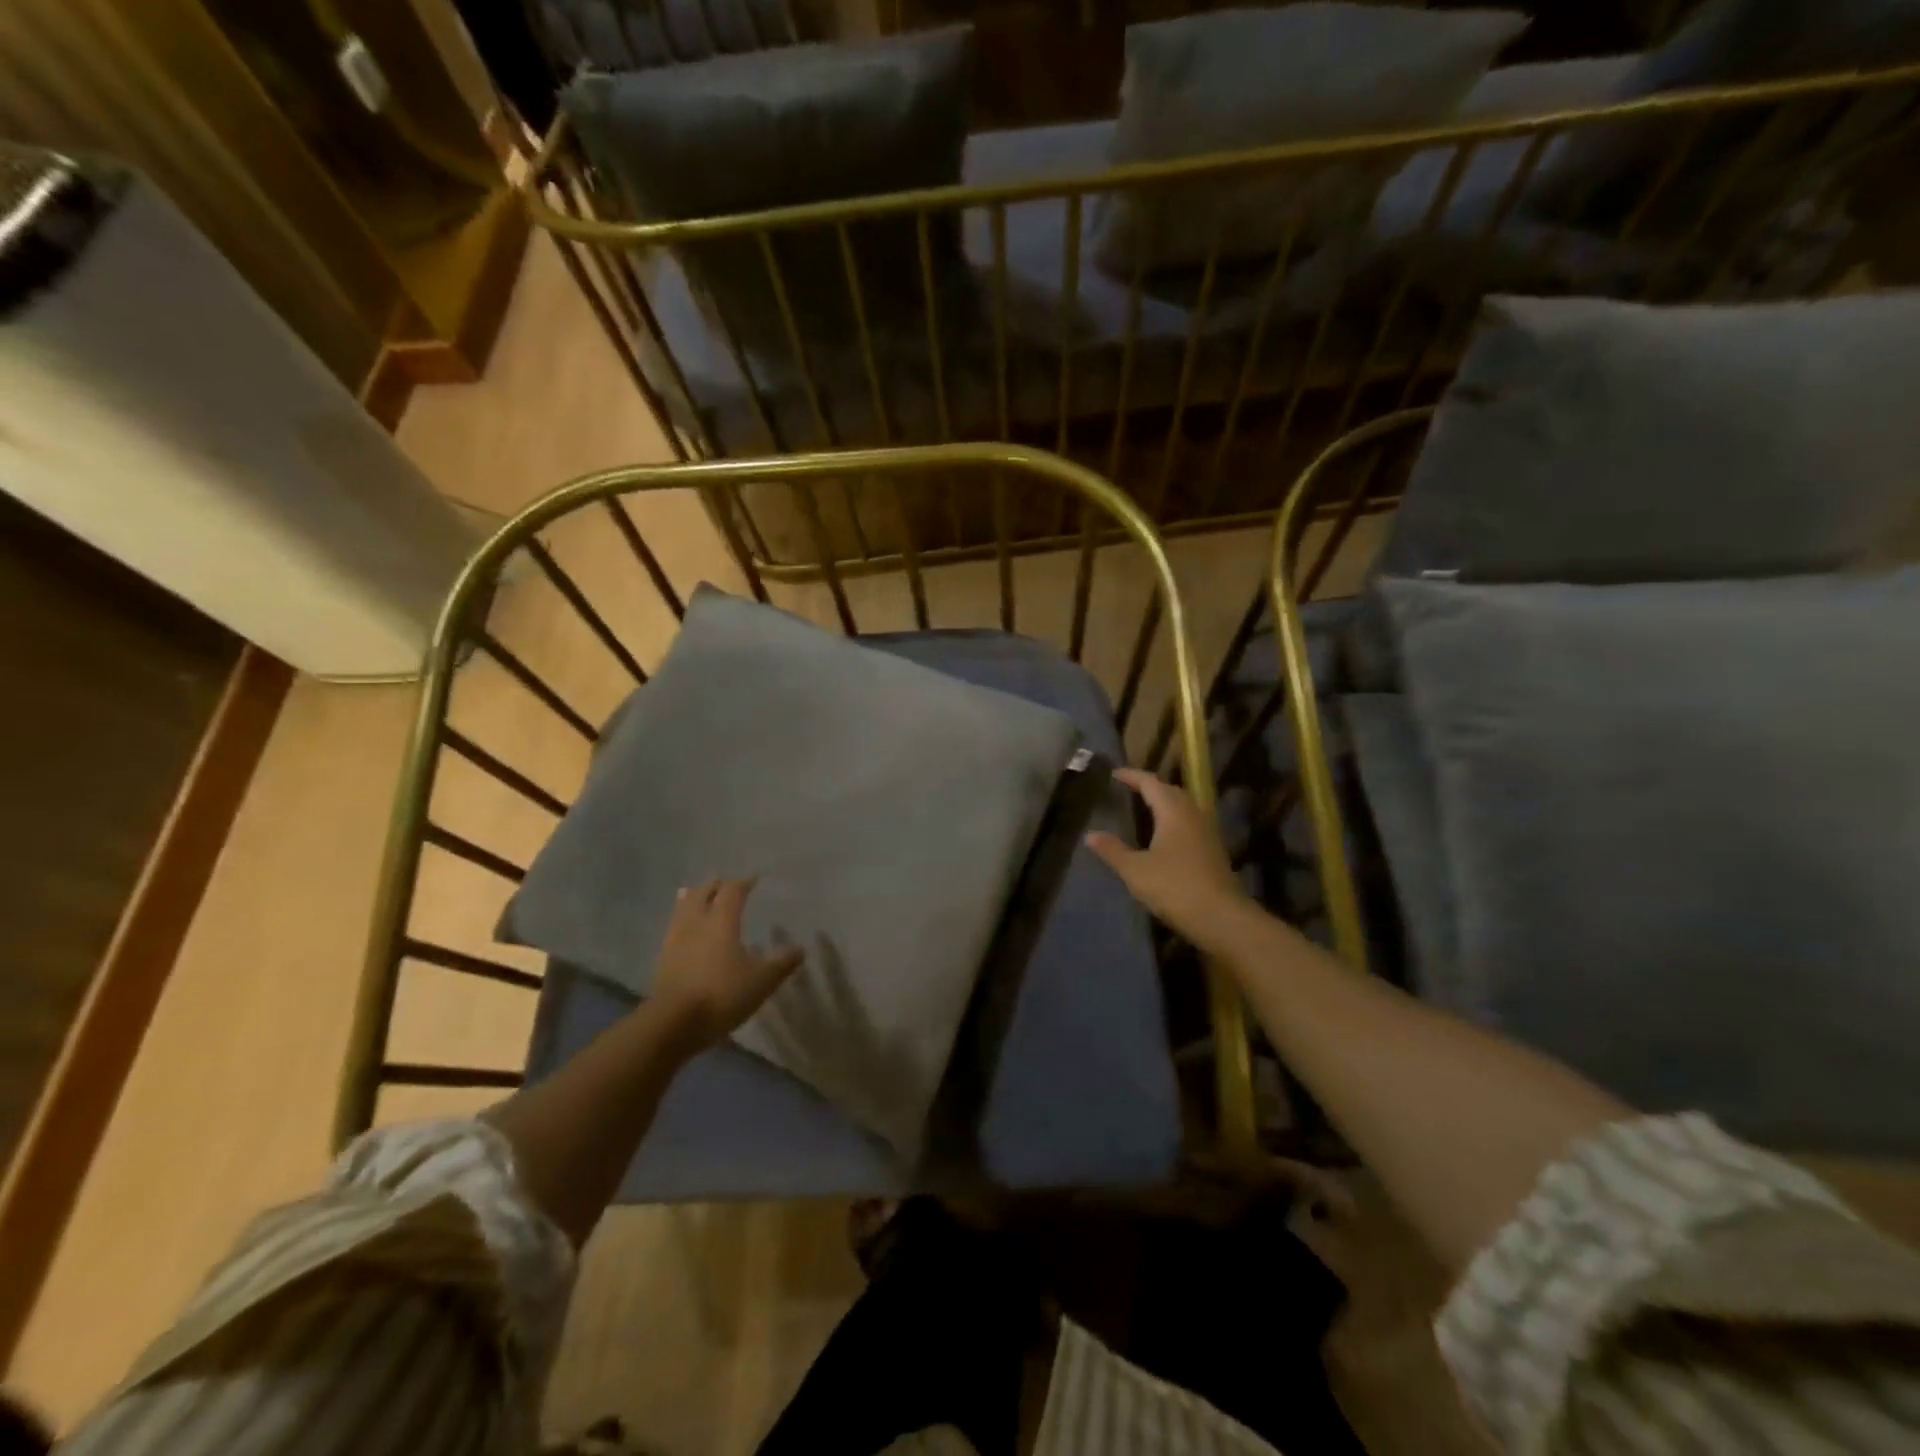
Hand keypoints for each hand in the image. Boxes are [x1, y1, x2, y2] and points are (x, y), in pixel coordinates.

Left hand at [649, 878, 804, 1052]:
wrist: (673, 1023)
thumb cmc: (722, 994)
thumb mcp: (762, 981)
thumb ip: (782, 963)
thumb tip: (800, 949)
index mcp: (722, 921)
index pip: (732, 891)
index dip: (744, 883)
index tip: (754, 880)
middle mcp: (696, 923)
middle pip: (703, 893)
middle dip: (715, 886)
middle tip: (725, 885)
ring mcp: (675, 940)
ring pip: (683, 908)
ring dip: (693, 899)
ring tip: (698, 896)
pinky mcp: (662, 959)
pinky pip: (673, 928)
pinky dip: (682, 921)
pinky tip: (685, 931)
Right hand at [1087, 768, 1250, 941]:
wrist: (1221, 917)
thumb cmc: (1174, 887)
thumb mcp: (1135, 870)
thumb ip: (1112, 850)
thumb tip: (1090, 834)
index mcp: (1173, 811)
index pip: (1150, 783)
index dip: (1132, 776)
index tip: (1115, 773)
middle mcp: (1193, 814)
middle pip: (1170, 791)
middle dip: (1149, 787)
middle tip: (1129, 788)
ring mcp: (1207, 832)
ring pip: (1183, 807)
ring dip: (1164, 803)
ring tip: (1144, 808)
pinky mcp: (1213, 850)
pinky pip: (1189, 823)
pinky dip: (1173, 820)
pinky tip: (1163, 835)